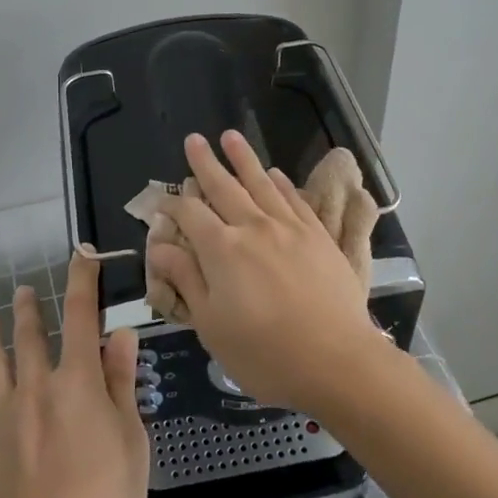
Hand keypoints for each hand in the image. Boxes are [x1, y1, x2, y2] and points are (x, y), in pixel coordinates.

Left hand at [0, 251, 149, 497]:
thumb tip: (121, 335)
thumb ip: (122, 385)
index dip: (81, 282)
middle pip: (29, 336)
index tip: (81, 257)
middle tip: (24, 292)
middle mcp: (34, 387)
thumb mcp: (131, 442)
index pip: (80, 317)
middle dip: (29, 309)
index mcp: (76, 381)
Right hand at [147, 130, 389, 414]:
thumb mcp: (212, 325)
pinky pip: (295, 199)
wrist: (336, 360)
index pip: (190, 214)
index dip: (172, 204)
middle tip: (194, 139)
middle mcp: (253, 227)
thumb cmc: (264, 353)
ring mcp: (289, 228)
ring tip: (230, 136)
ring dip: (244, 158)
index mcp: (222, 249)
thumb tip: (160, 245)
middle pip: (224, 186)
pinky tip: (275, 174)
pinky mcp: (318, 236)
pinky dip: (281, 183)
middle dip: (205, 162)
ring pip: (261, 183)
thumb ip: (186, 279)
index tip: (162, 202)